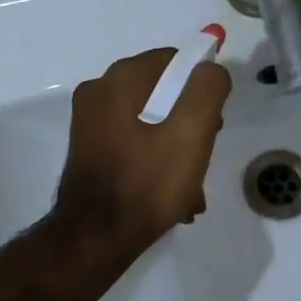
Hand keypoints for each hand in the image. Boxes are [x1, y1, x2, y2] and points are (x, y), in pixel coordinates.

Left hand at [55, 48, 230, 255]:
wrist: (95, 239)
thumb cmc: (146, 183)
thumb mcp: (191, 133)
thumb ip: (207, 89)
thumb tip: (210, 68)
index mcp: (118, 80)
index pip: (174, 61)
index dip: (200, 89)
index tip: (213, 125)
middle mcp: (97, 93)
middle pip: (161, 94)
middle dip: (189, 125)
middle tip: (202, 159)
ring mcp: (89, 125)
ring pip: (149, 124)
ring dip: (175, 152)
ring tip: (191, 190)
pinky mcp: (88, 152)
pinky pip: (132, 146)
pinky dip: (154, 164)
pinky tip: (172, 198)